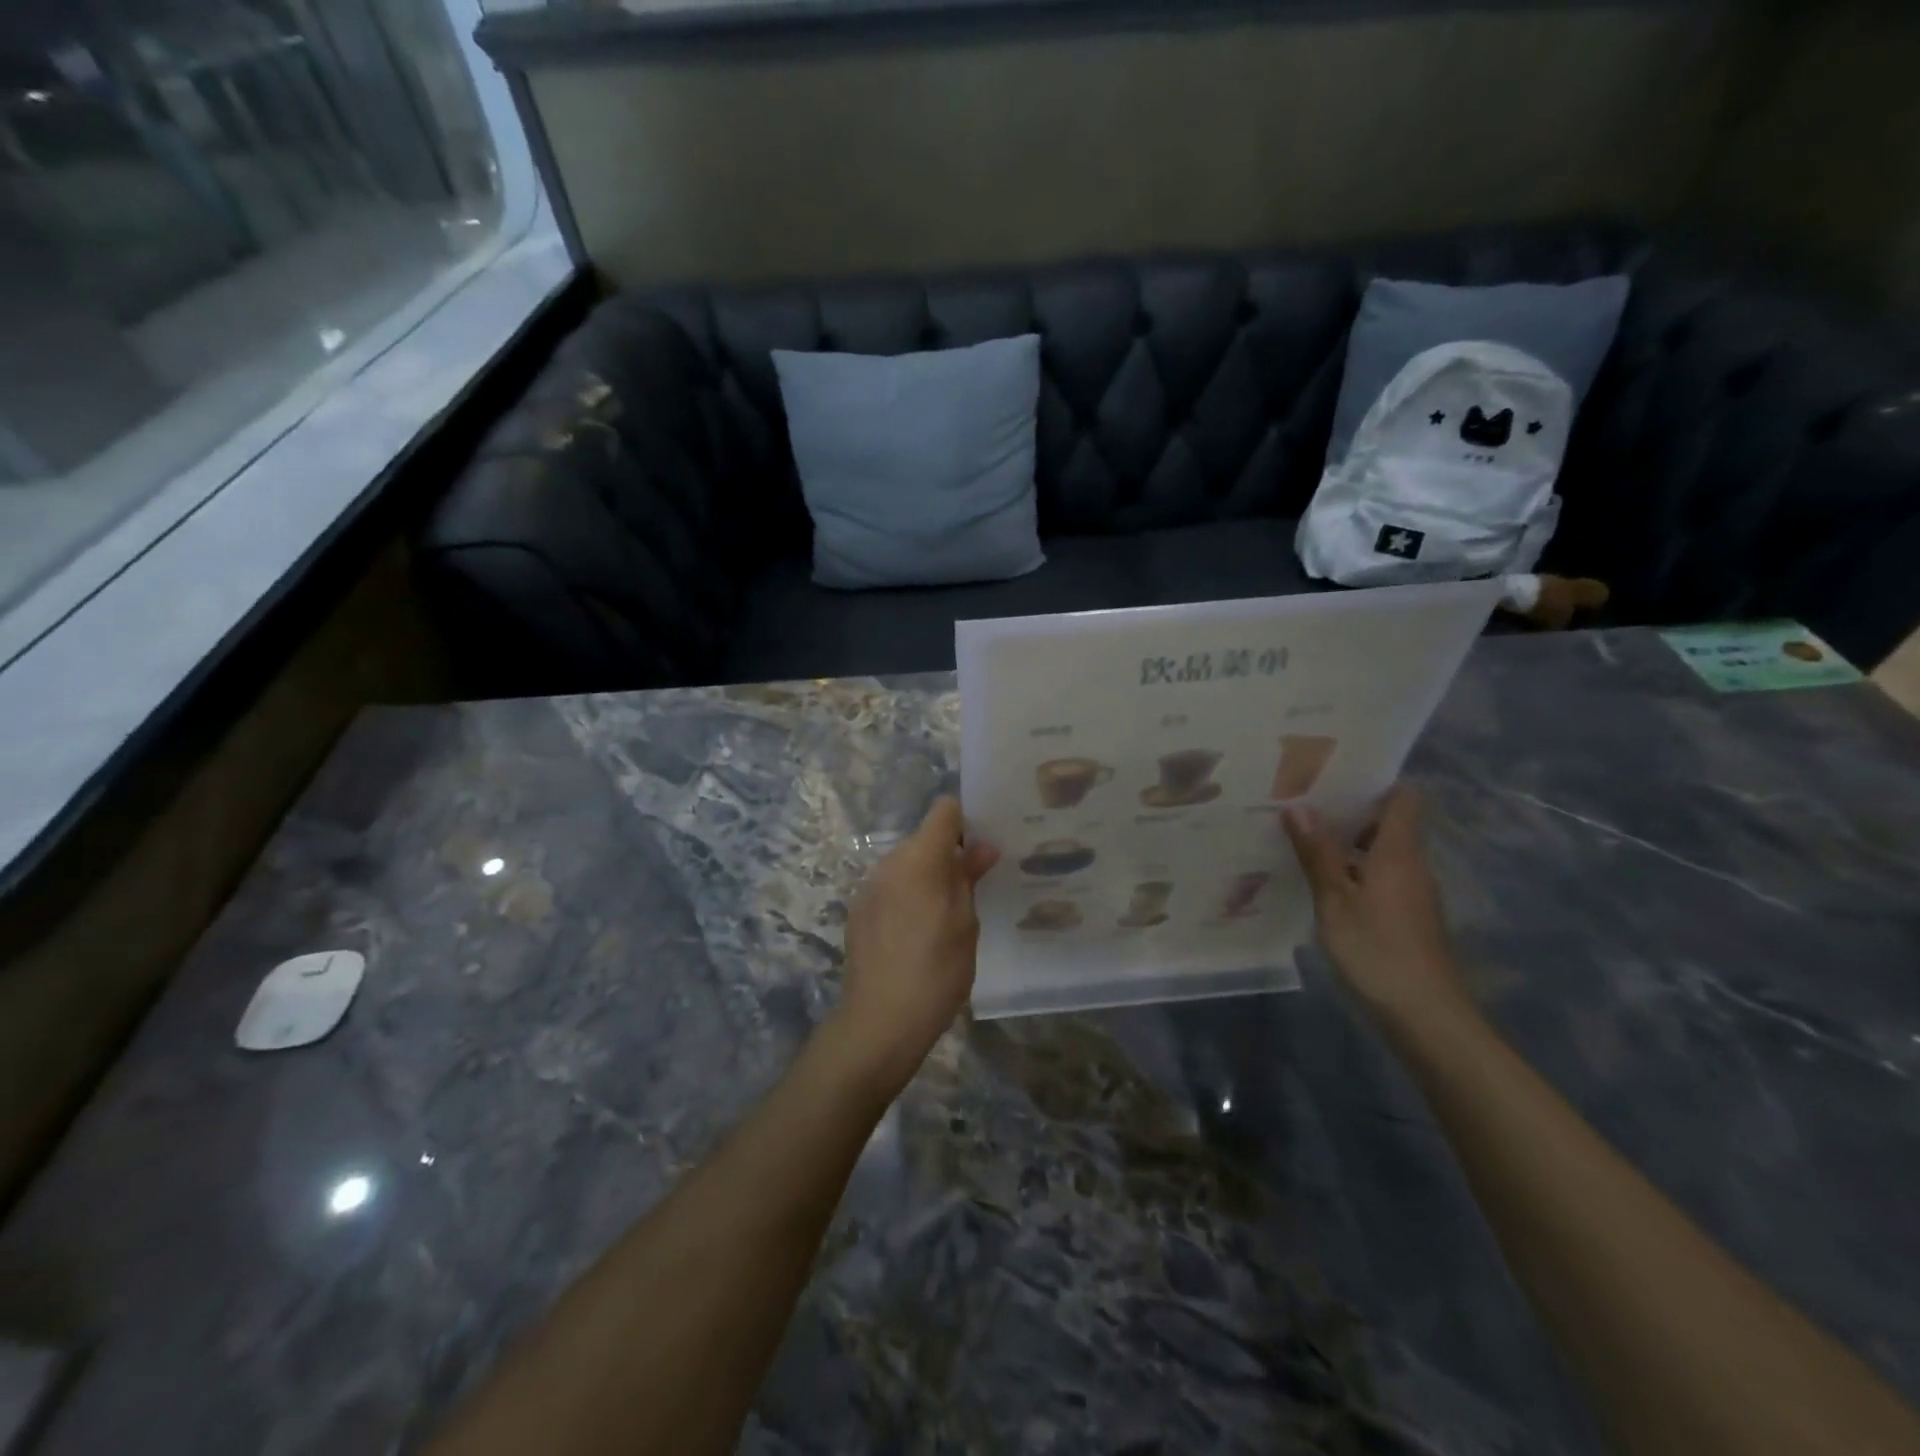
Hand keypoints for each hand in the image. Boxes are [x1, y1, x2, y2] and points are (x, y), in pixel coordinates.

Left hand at [830, 797, 999, 1097]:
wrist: (880, 1021)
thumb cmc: (936, 971)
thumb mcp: (966, 924)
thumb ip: (969, 878)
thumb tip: (981, 847)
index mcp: (920, 859)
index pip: (943, 811)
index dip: (965, 821)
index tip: (983, 847)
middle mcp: (889, 863)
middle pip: (924, 839)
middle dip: (949, 854)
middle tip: (974, 887)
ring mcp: (869, 887)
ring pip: (906, 865)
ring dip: (927, 877)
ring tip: (946, 916)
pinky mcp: (858, 911)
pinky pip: (890, 888)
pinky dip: (907, 897)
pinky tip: (917, 933)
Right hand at [1283, 784, 1471, 1026]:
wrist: (1426, 1016)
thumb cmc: (1377, 950)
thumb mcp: (1335, 901)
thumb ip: (1317, 854)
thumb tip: (1298, 807)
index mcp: (1399, 853)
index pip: (1403, 797)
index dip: (1374, 782)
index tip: (1334, 776)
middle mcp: (1411, 865)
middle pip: (1388, 823)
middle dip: (1349, 812)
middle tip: (1302, 804)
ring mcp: (1412, 893)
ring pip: (1381, 852)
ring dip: (1346, 844)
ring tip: (1301, 838)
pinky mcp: (1407, 917)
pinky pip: (1379, 877)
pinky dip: (1353, 871)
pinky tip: (1320, 882)